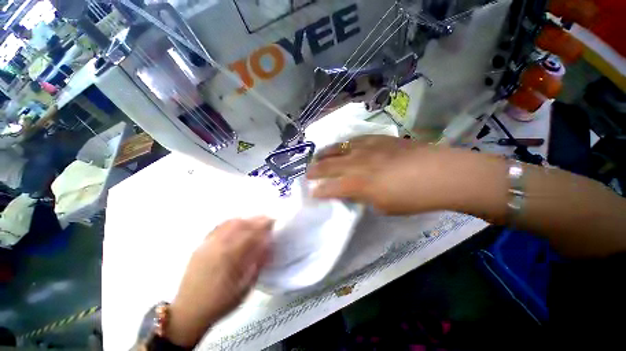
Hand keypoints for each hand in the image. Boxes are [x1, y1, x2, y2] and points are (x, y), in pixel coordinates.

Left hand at [167, 217, 272, 346]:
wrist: (189, 312)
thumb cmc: (220, 302)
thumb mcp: (245, 287)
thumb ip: (257, 263)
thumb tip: (267, 244)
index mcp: (230, 256)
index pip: (251, 233)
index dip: (264, 226)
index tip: (273, 222)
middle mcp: (218, 245)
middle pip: (241, 224)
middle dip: (257, 220)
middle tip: (267, 220)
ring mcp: (208, 243)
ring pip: (229, 223)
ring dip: (245, 220)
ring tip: (255, 221)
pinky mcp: (201, 245)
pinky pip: (218, 227)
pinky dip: (231, 222)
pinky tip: (237, 224)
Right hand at [306, 135, 465, 214]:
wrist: (440, 173)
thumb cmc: (412, 197)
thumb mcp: (383, 207)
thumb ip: (363, 198)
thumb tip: (351, 193)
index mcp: (357, 184)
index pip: (330, 188)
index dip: (319, 192)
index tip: (312, 193)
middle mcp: (356, 163)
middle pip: (328, 165)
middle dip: (315, 171)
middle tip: (307, 173)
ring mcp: (366, 148)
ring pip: (338, 148)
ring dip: (325, 154)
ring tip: (318, 156)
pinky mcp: (377, 139)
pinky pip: (354, 139)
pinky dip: (344, 144)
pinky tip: (342, 145)